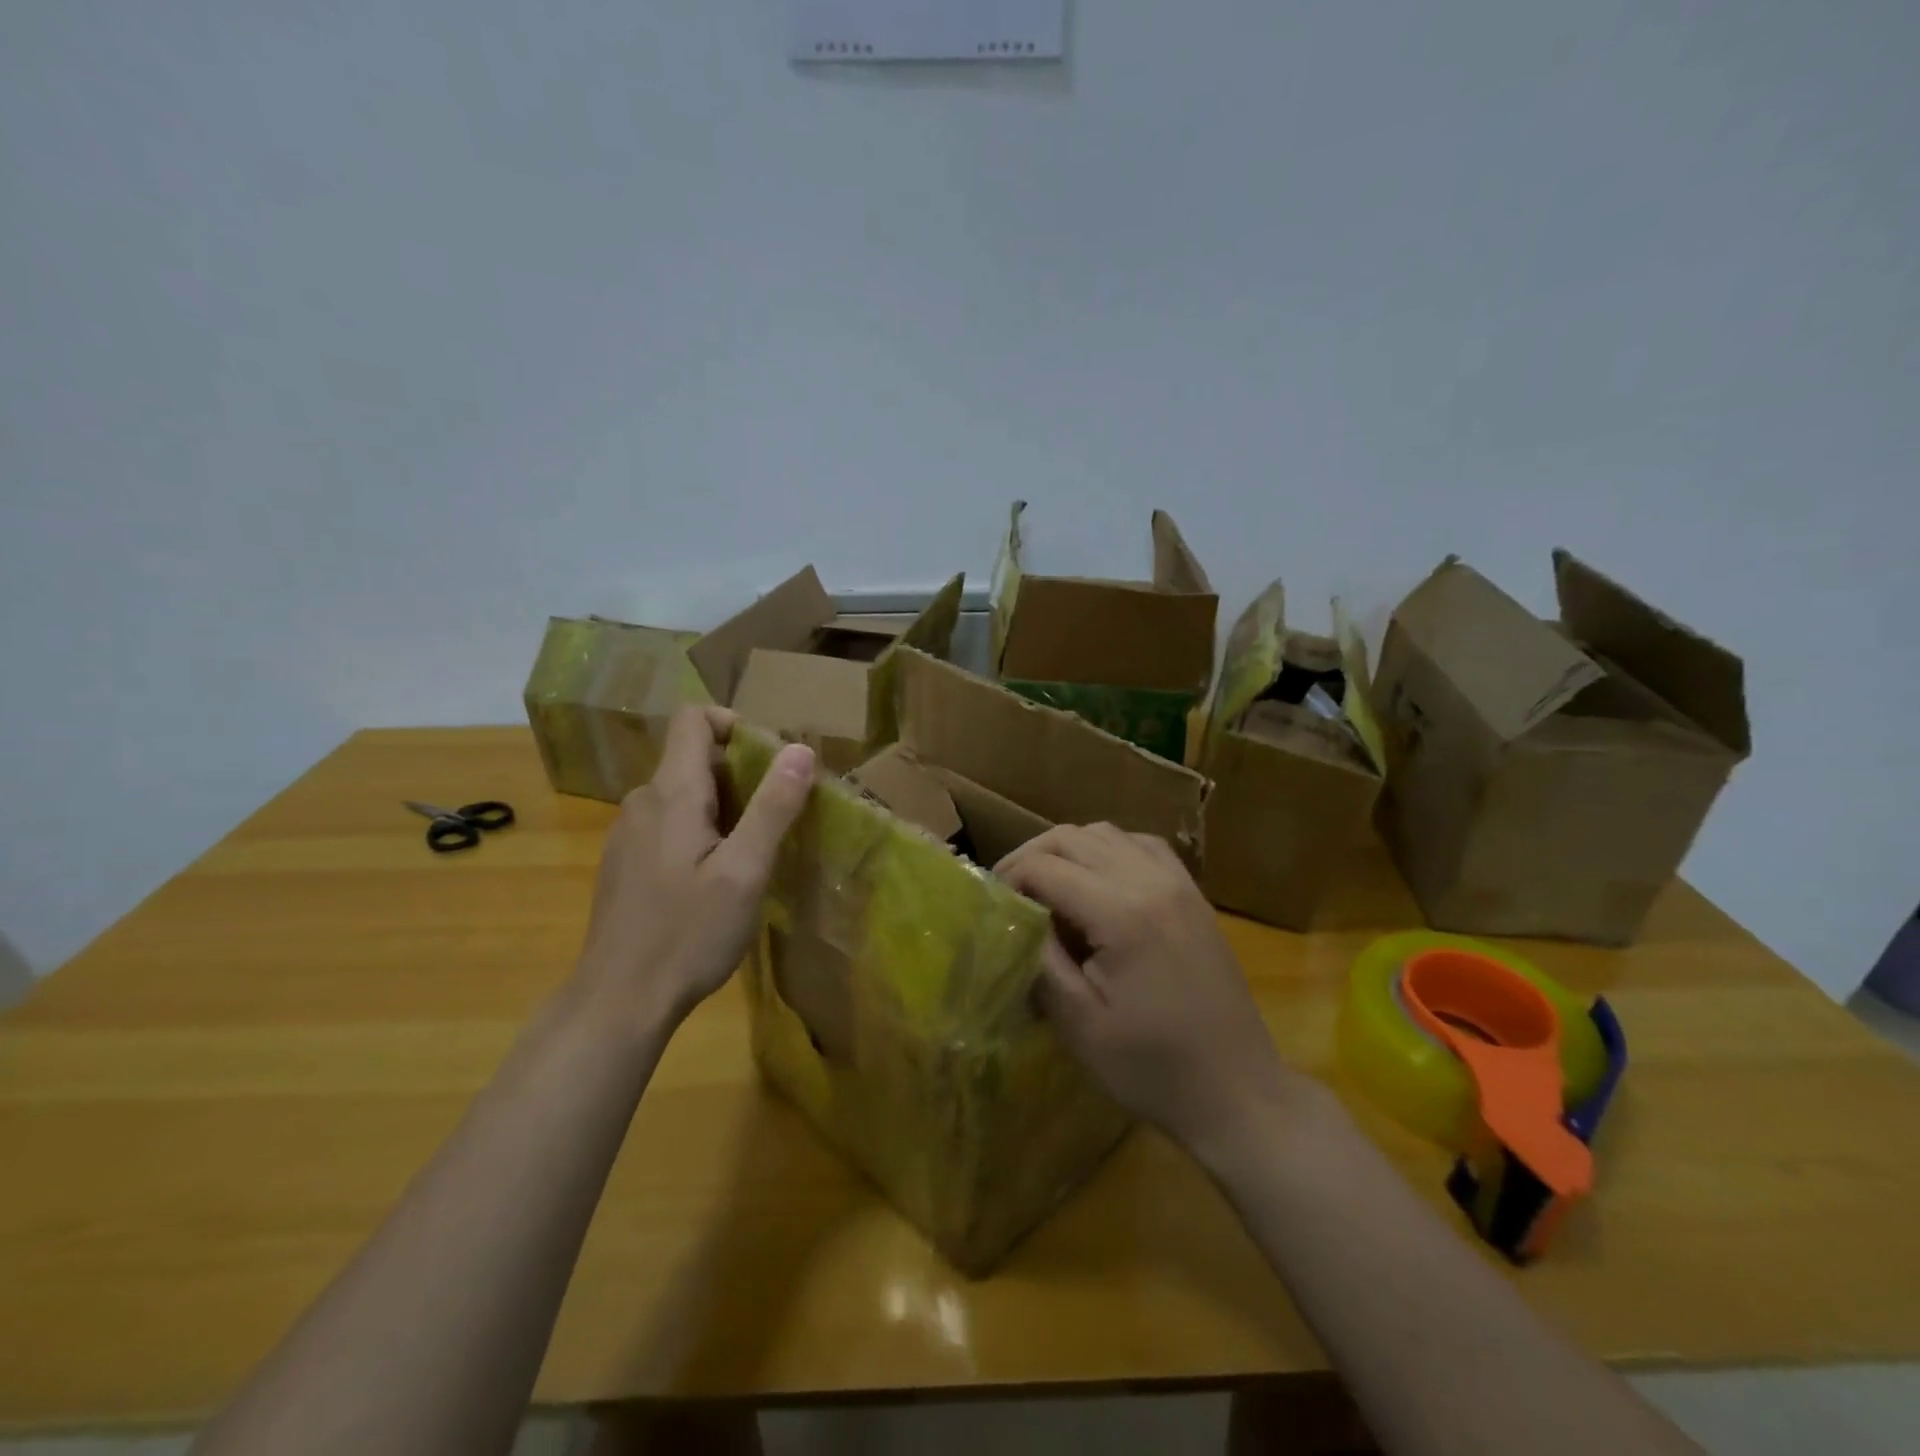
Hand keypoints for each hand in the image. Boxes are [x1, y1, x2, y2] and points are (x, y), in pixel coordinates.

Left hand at [575, 706, 813, 1031]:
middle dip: (740, 774)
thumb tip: (800, 749)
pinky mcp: (625, 864)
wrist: (619, 1000)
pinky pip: (667, 825)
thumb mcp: (745, 871)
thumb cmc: (688, 933)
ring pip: (682, 796)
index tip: (770, 760)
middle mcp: (642, 802)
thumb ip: (773, 807)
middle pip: (693, 759)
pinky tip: (713, 882)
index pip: (693, 719)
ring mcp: (627, 834)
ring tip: (751, 854)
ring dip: (722, 808)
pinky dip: (699, 833)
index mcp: (671, 793)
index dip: (733, 724)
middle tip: (775, 819)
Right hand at [995, 824, 1302, 1159]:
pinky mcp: (1193, 893)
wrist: (1237, 1091)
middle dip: (1030, 856)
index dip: (1008, 878)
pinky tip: (1097, 881)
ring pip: (1106, 832)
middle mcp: (1150, 881)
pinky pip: (1141, 845)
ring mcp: (1178, 882)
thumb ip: (1039, 961)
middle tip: (1008, 890)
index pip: (1045, 867)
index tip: (991, 905)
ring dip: (1067, 849)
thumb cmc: (1152, 1068)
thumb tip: (1012, 917)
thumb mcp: (1080, 1025)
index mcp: (1122, 913)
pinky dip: (1108, 849)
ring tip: (1047, 884)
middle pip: (1072, 837)